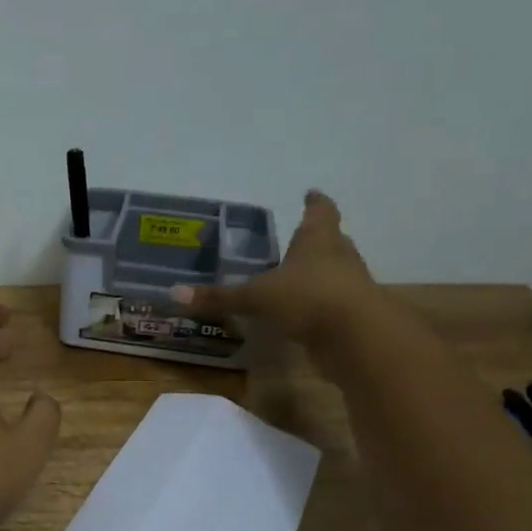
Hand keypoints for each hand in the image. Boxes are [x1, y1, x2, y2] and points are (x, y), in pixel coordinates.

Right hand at [174, 190, 383, 359]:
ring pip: (336, 272)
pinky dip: (321, 304)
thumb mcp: (257, 297)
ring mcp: (351, 286)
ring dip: (321, 273)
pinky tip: (305, 312)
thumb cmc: (308, 298)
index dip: (315, 203)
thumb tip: (174, 294)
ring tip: (299, 277)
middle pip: (332, 241)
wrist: (357, 337)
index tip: (312, 194)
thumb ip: (219, 297)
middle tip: (302, 238)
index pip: (320, 212)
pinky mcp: (354, 316)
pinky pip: (335, 304)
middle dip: (318, 239)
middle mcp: (339, 257)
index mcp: (318, 240)